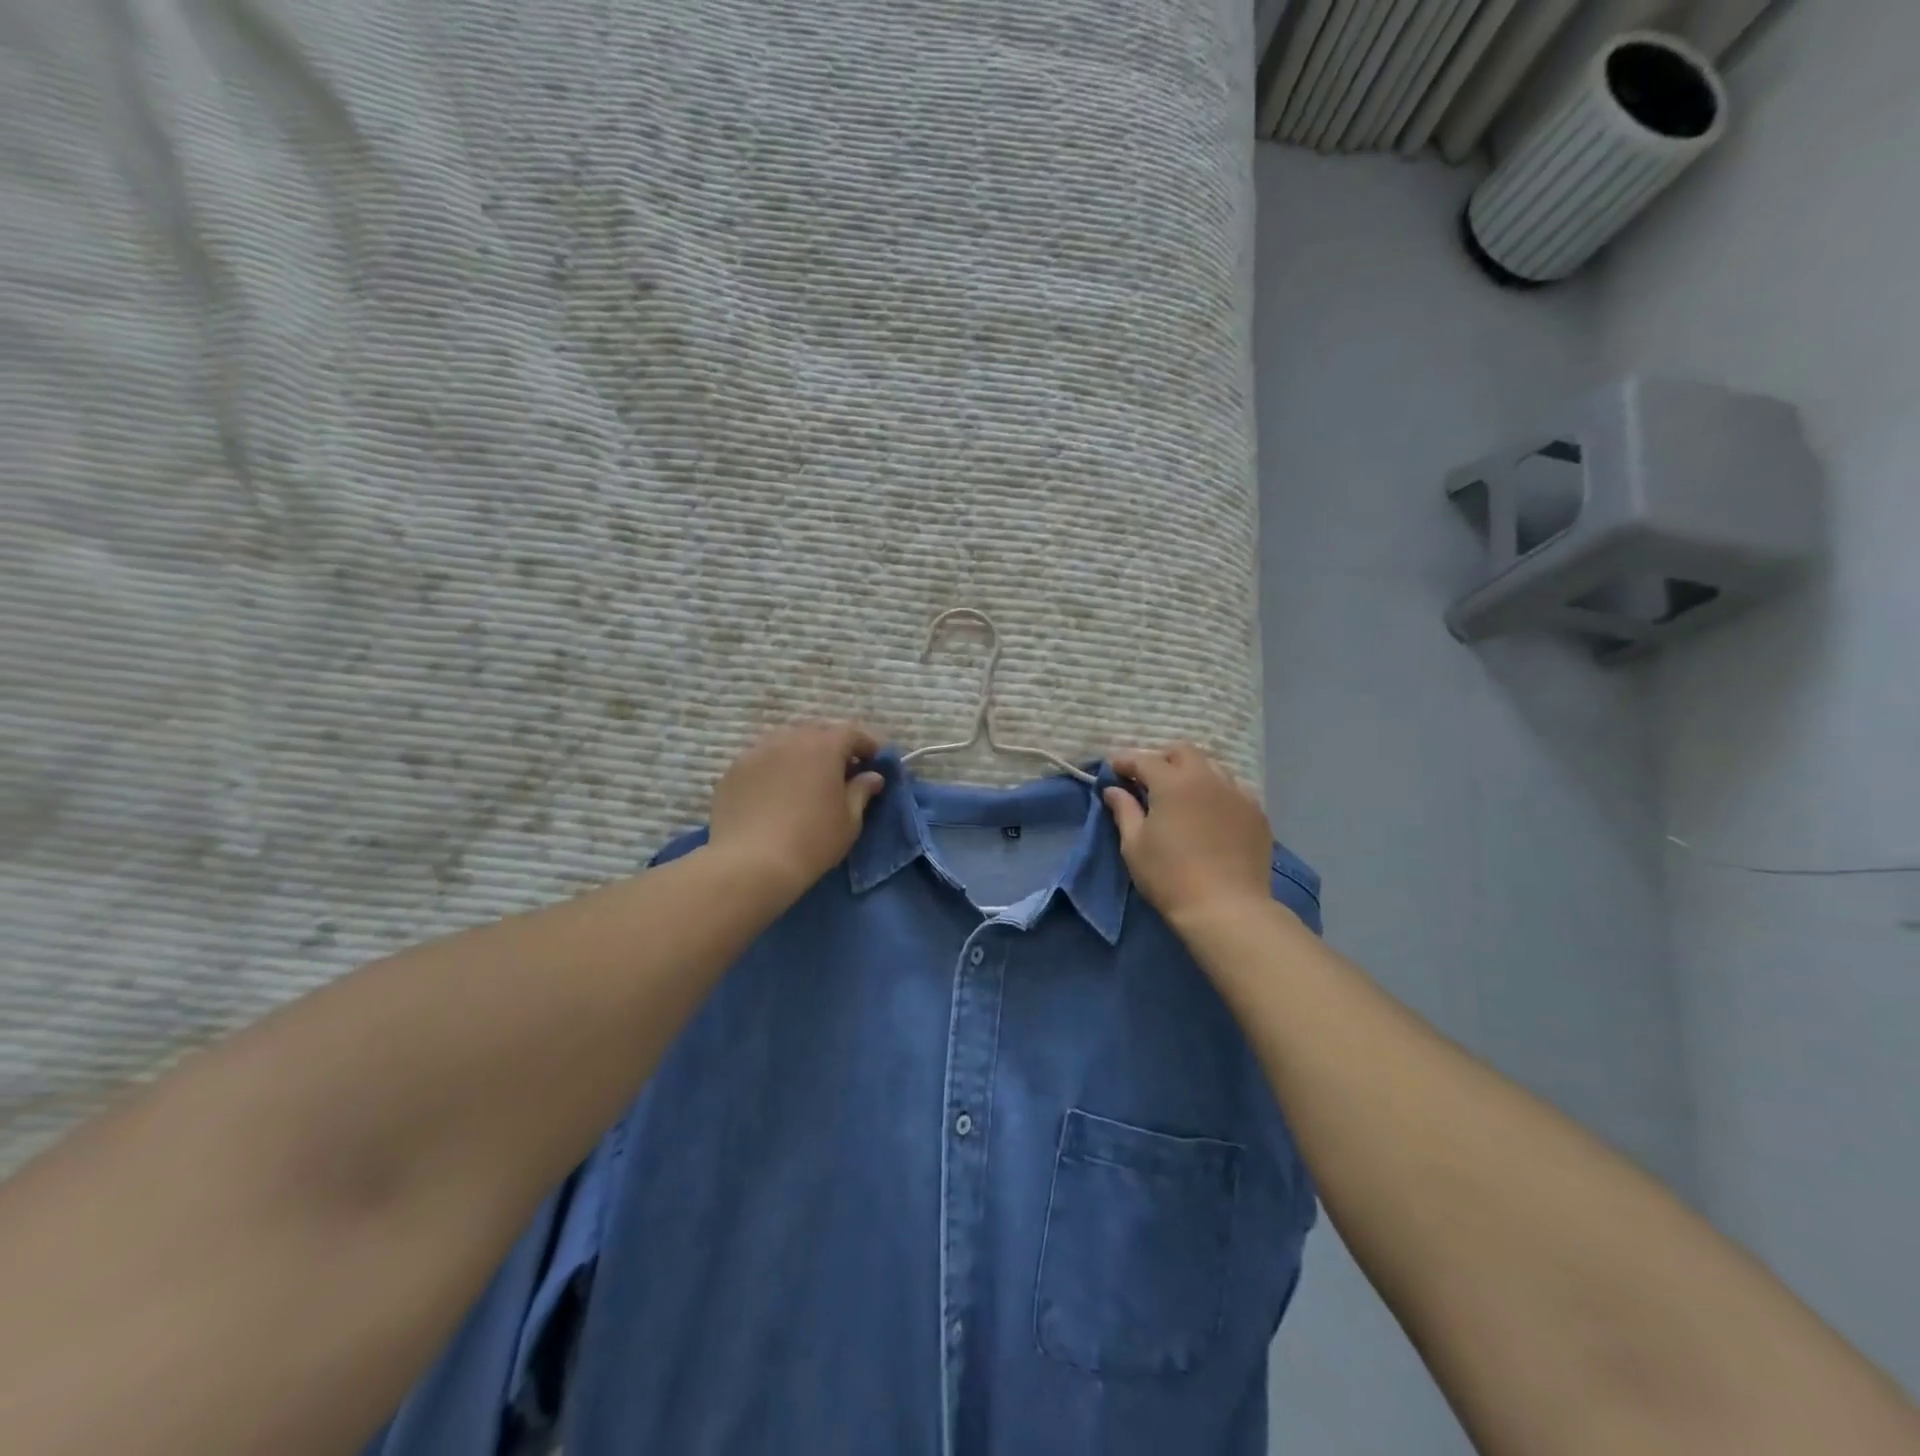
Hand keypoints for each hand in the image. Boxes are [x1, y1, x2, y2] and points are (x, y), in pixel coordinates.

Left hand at [709, 721, 884, 901]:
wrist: (750, 864)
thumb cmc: (812, 841)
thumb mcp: (849, 821)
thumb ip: (861, 792)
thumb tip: (872, 777)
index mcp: (824, 746)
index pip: (851, 733)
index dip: (866, 745)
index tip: (875, 761)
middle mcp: (789, 739)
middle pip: (817, 731)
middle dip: (833, 746)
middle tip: (842, 770)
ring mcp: (757, 752)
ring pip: (786, 742)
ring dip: (801, 754)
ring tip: (806, 779)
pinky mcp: (733, 771)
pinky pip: (762, 760)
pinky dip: (775, 768)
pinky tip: (775, 793)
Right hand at [1104, 744, 1271, 930]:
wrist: (1227, 909)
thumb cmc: (1170, 877)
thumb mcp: (1135, 846)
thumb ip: (1124, 811)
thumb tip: (1114, 790)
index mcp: (1173, 783)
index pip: (1144, 760)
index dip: (1125, 761)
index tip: (1113, 768)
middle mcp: (1207, 778)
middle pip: (1183, 752)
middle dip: (1162, 759)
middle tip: (1148, 779)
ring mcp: (1237, 793)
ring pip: (1212, 767)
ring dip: (1191, 772)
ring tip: (1181, 794)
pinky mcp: (1256, 813)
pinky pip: (1233, 789)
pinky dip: (1216, 791)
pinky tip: (1210, 812)